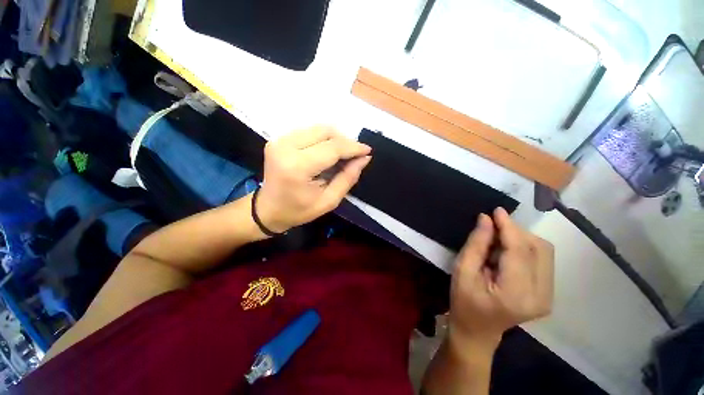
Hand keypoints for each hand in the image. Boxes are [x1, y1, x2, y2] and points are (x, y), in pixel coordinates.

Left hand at [255, 126, 371, 232]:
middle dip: (345, 141)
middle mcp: (286, 147)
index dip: (353, 147)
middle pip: (325, 132)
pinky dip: (323, 140)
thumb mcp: (329, 201)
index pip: (332, 148)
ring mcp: (280, 140)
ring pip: (318, 129)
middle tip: (354, 155)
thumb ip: (348, 178)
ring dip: (335, 139)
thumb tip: (364, 158)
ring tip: (342, 155)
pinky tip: (327, 153)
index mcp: (297, 166)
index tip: (368, 151)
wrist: (268, 209)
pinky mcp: (279, 139)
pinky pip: (309, 132)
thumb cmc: (299, 210)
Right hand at [449, 208, 553, 348]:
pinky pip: (541, 259)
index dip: (509, 227)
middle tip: (491, 227)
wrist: (477, 332)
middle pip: (539, 248)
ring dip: (520, 239)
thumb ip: (476, 245)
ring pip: (543, 252)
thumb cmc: (464, 302)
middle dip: (515, 231)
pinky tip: (505, 252)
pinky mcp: (547, 293)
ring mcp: (548, 296)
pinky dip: (524, 248)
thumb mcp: (462, 272)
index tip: (496, 210)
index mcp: (516, 294)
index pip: (520, 251)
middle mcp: (541, 296)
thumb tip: (486, 219)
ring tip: (496, 241)